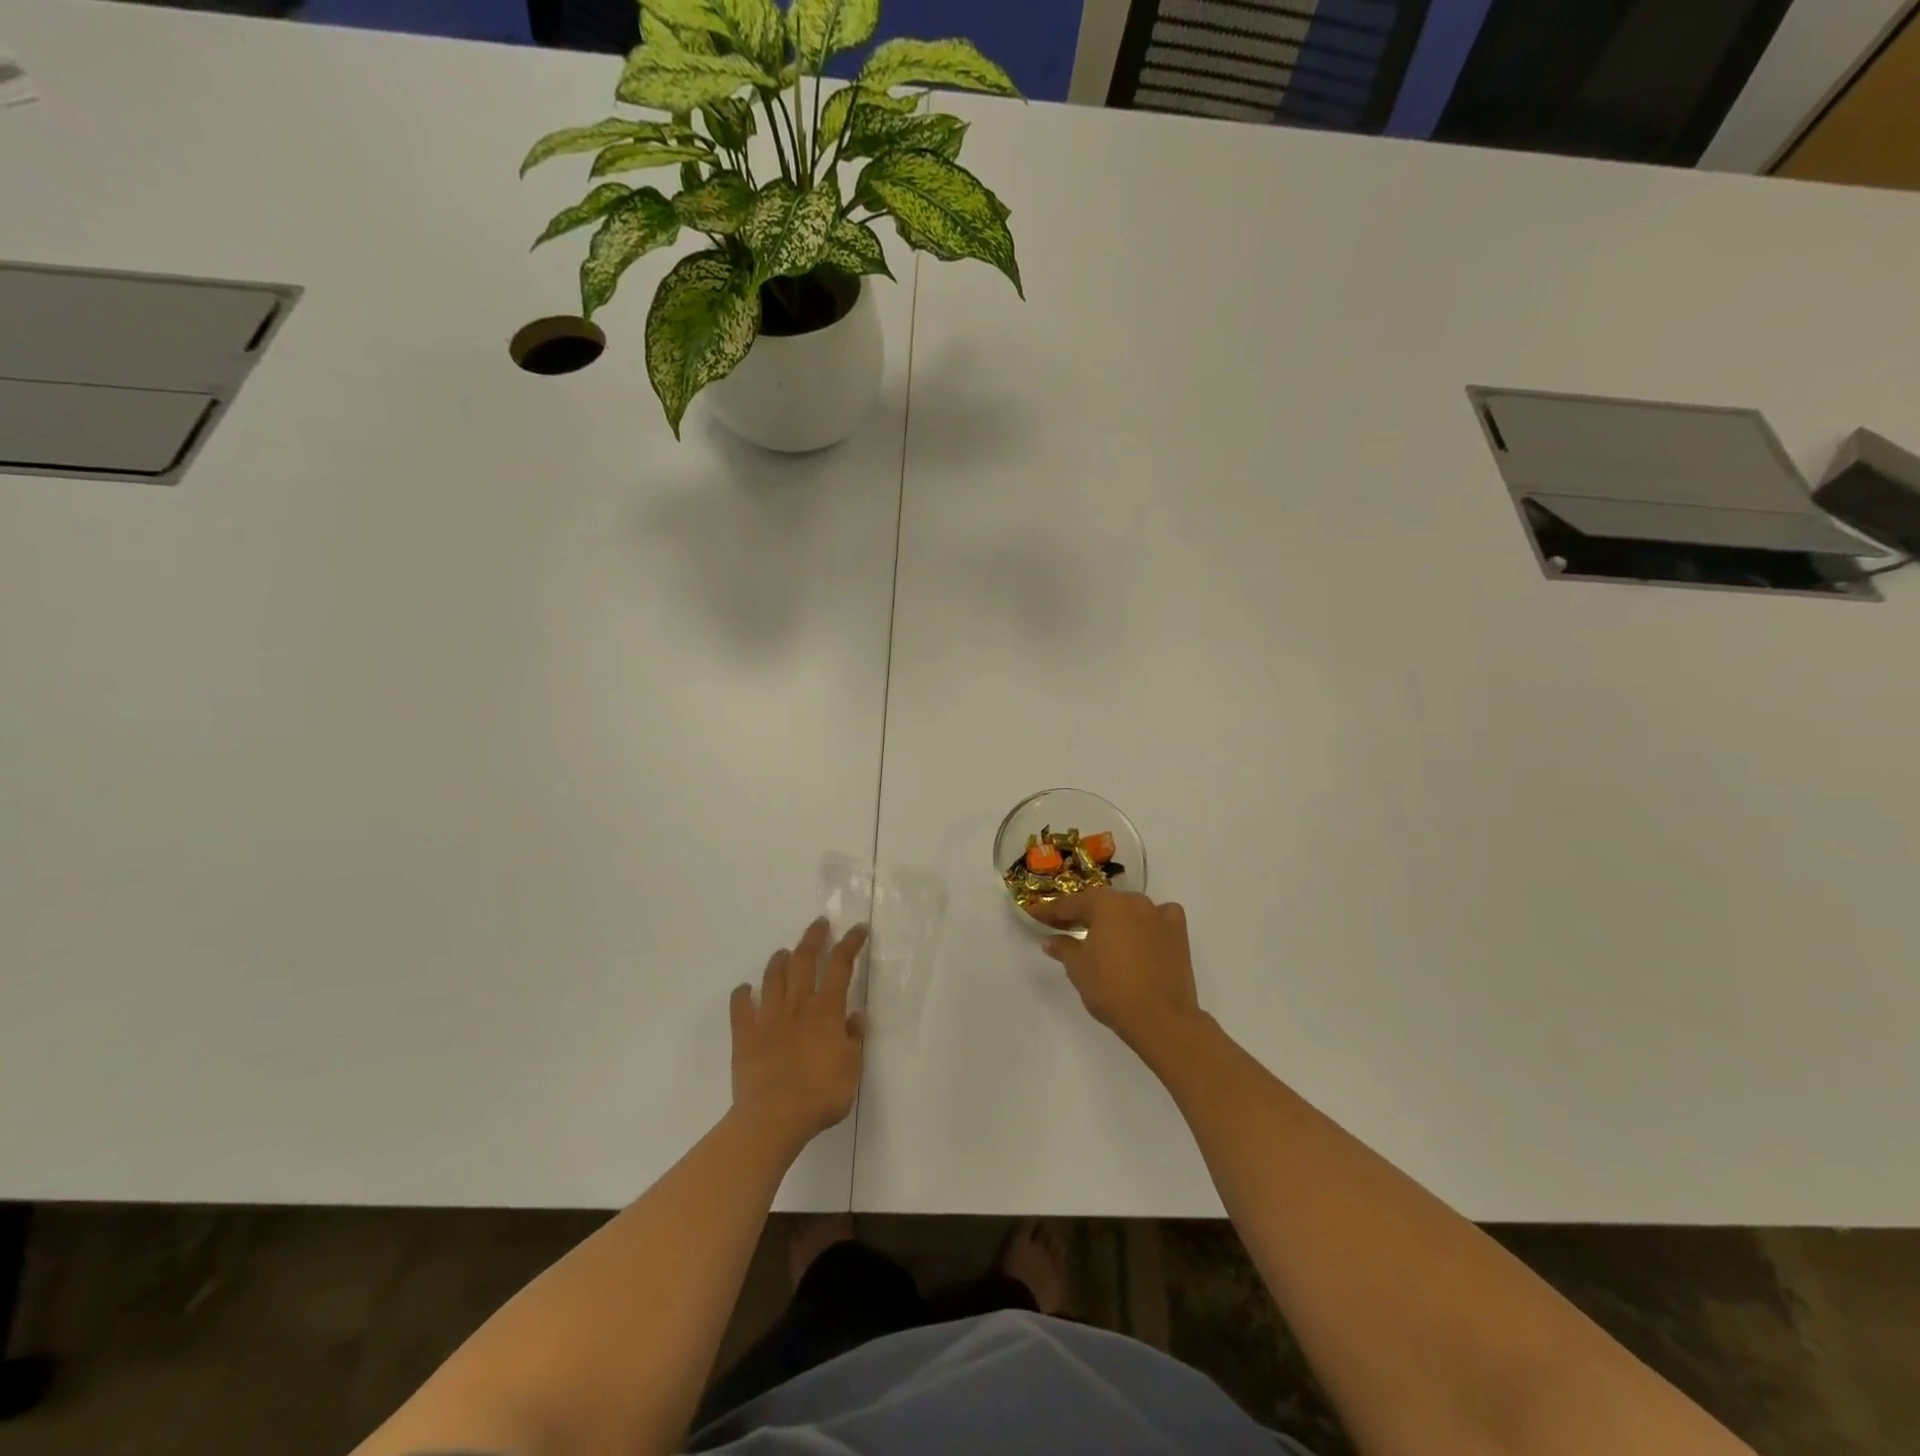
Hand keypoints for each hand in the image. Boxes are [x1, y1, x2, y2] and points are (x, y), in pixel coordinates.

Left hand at [730, 919, 867, 1148]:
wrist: (774, 1118)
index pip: (840, 966)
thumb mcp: (852, 1069)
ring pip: (773, 978)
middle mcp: (798, 1005)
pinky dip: (742, 995)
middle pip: (804, 960)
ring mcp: (768, 1018)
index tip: (858, 929)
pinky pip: (740, 1007)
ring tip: (785, 951)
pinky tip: (744, 989)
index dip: (850, 944)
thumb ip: (854, 1039)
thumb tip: (855, 1016)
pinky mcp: (745, 1035)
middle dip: (813, 938)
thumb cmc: (821, 1095)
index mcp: (826, 1011)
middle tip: (819, 924)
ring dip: (780, 960)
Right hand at [1032, 892, 1203, 1055]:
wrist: (1161, 1017)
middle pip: (1101, 903)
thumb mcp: (1078, 968)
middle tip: (1064, 927)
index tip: (1035, 915)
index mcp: (1104, 904)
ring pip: (1129, 909)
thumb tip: (1050, 940)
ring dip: (1114, 919)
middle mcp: (1132, 901)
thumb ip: (1064, 948)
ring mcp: (1158, 914)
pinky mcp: (1178, 932)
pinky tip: (1144, 934)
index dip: (1050, 912)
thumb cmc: (1111, 988)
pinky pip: (1160, 918)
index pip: (1070, 904)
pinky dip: (1149, 922)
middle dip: (1082, 914)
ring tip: (1103, 935)